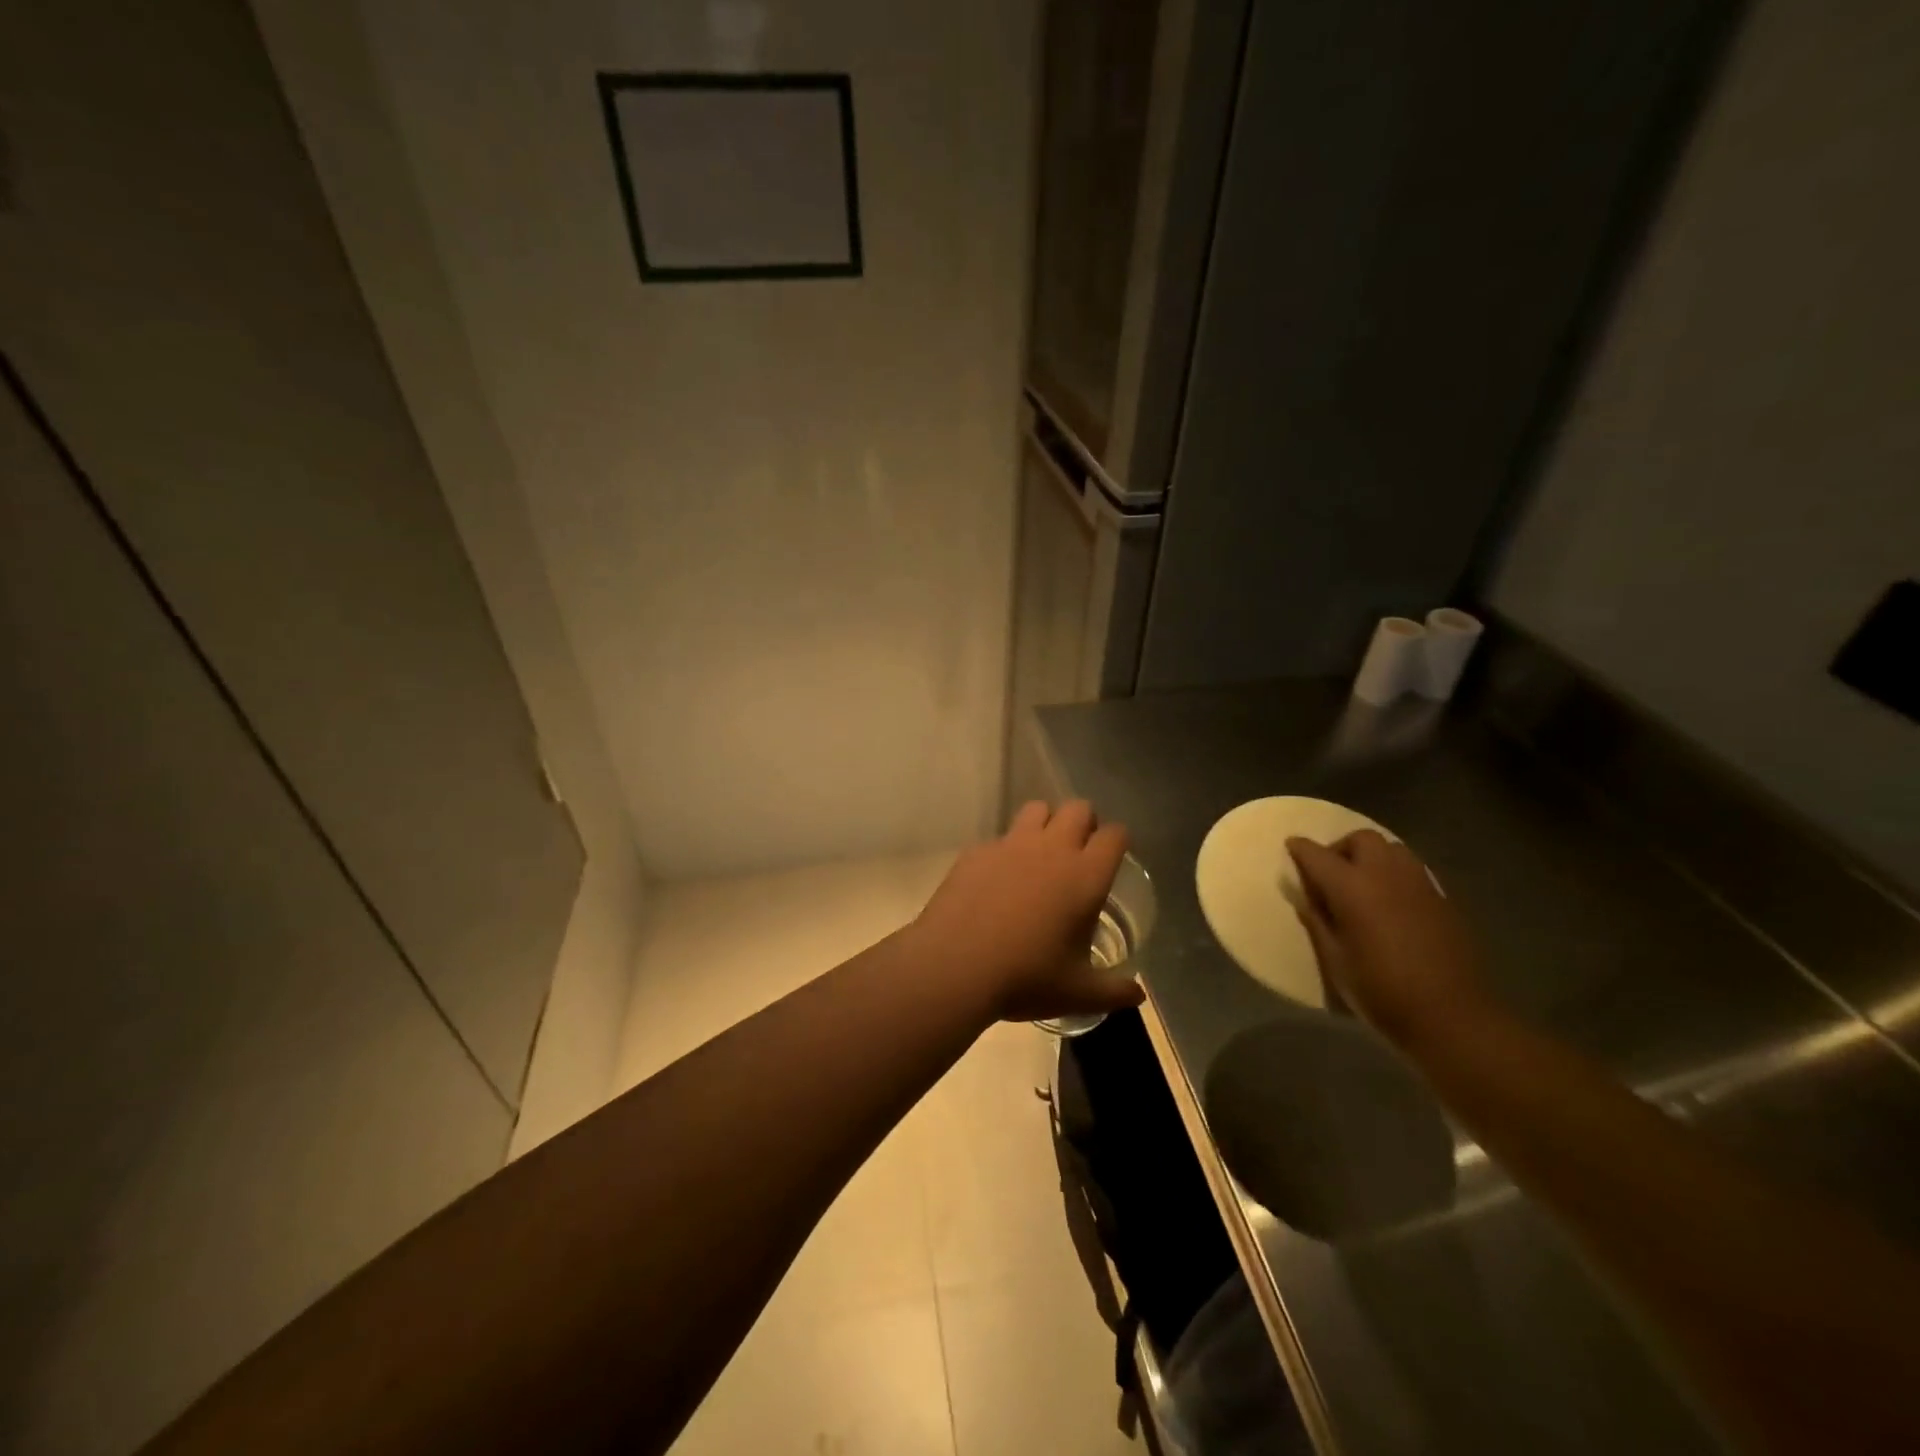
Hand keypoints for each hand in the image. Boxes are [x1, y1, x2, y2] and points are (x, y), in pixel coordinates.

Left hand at [913, 801, 1143, 1023]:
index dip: (1117, 841)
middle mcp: (1052, 849)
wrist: (954, 964)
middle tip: (1078, 853)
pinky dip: (1005, 851)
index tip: (1113, 857)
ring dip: (1045, 823)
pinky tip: (996, 880)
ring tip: (1039, 856)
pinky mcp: (977, 851)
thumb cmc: (1026, 977)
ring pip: (1037, 809)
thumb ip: (1113, 992)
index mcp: (1085, 876)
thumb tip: (1137, 996)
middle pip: (1078, 808)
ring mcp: (1011, 844)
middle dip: (1084, 823)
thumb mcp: (1077, 993)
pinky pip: (999, 837)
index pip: (1114, 835)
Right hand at [1286, 830, 1491, 1049]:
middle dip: (1341, 848)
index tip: (1291, 848)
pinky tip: (1390, 903)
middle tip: (1331, 873)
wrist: (1452, 1017)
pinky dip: (1394, 874)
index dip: (1300, 849)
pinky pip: (1412, 871)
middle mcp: (1386, 875)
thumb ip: (1317, 922)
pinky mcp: (1443, 899)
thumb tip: (1306, 899)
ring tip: (1362, 885)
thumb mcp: (1335, 961)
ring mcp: (1419, 884)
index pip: (1318, 855)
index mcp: (1352, 888)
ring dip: (1371, 857)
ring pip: (1392, 849)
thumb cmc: (1381, 992)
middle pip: (1361, 839)